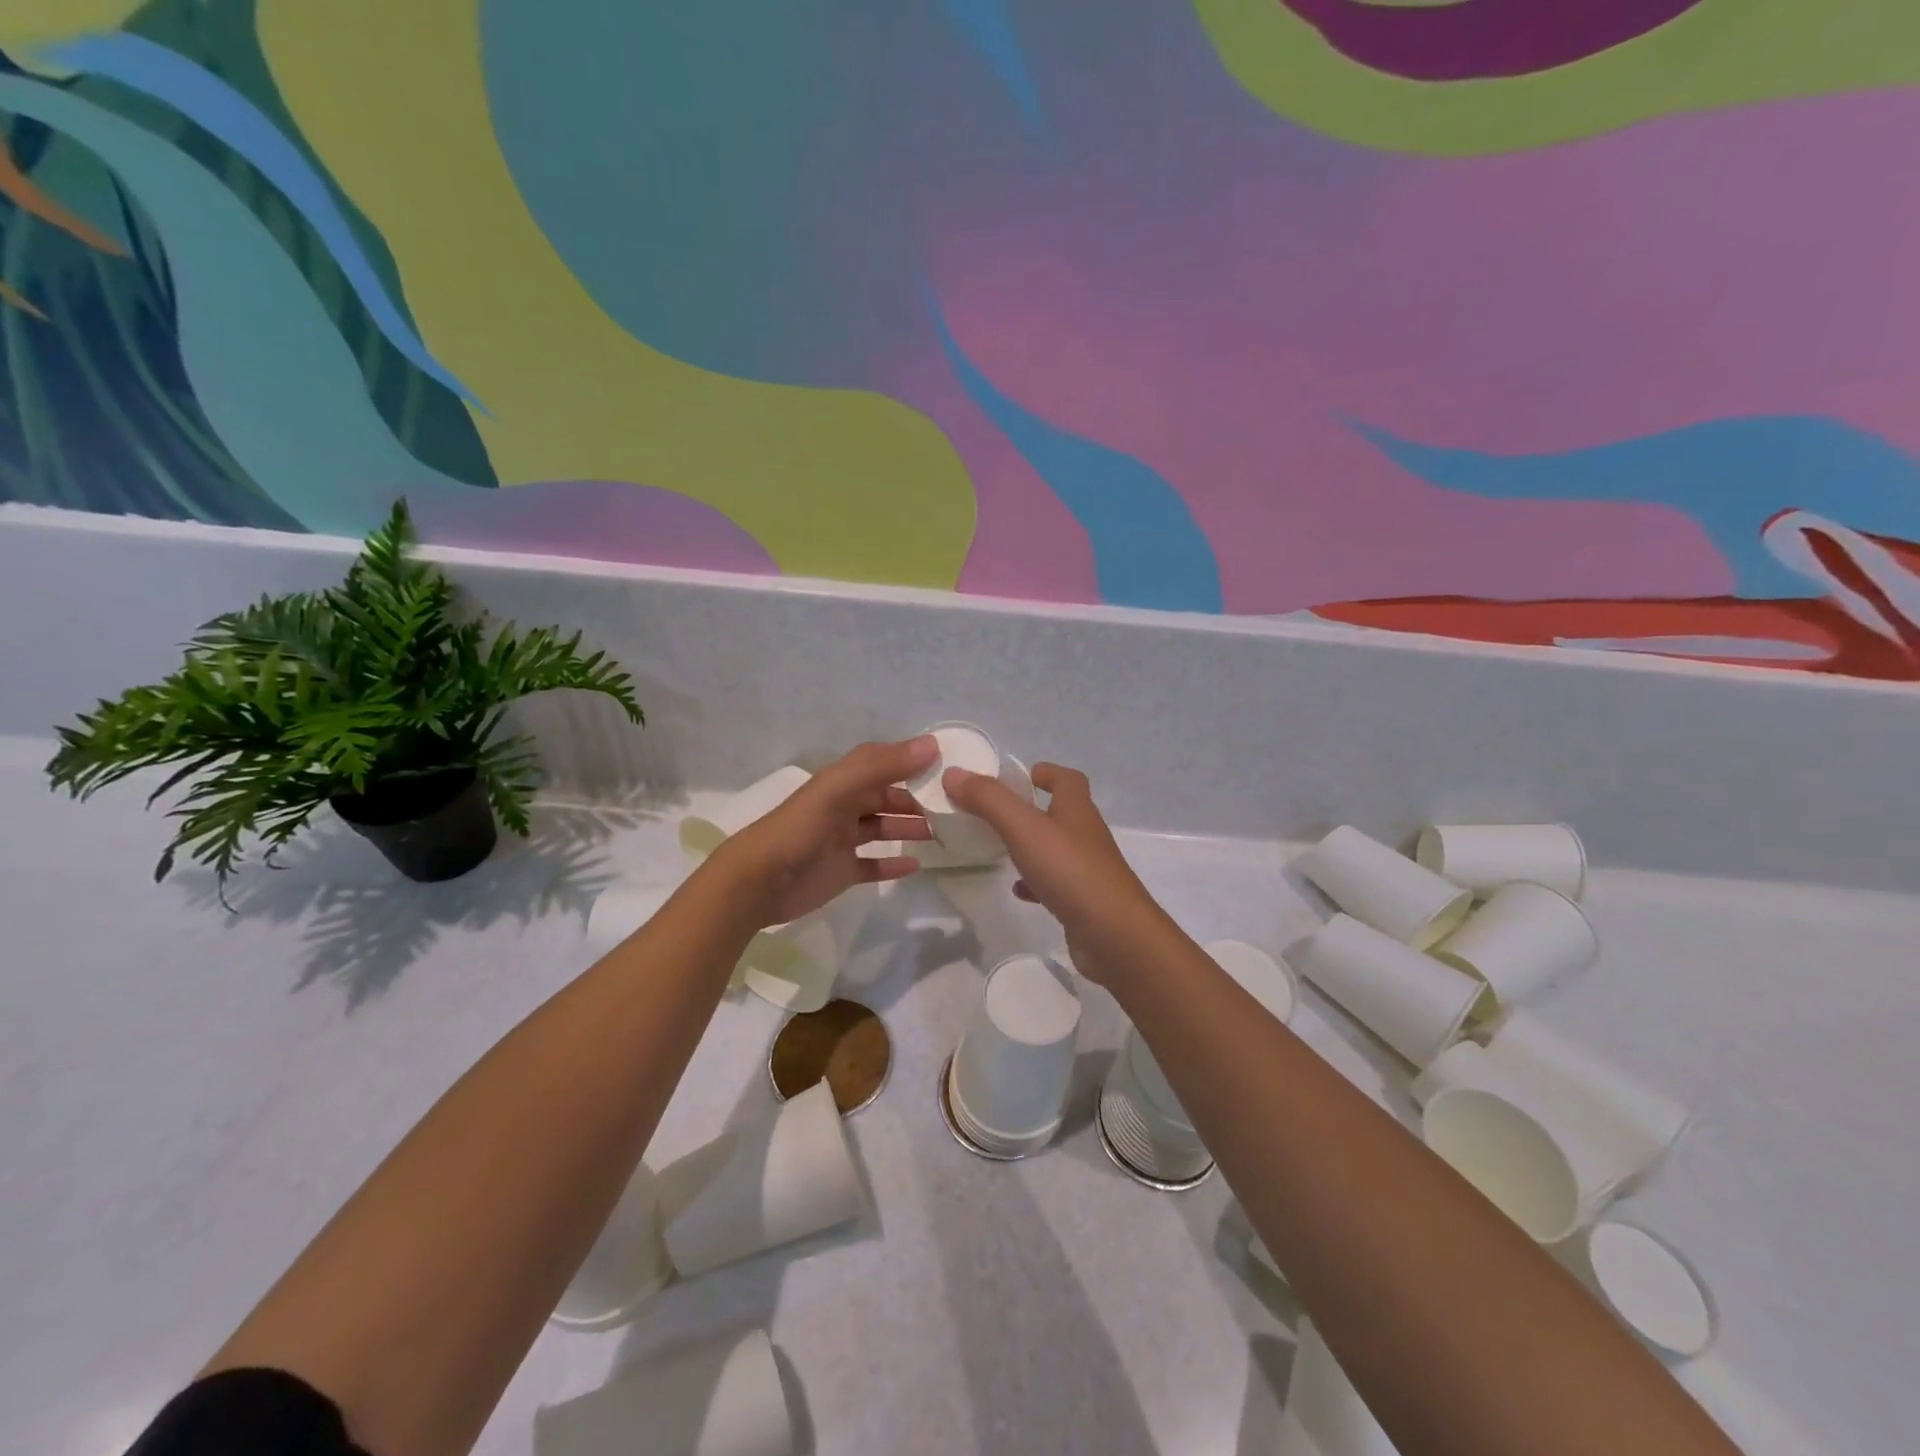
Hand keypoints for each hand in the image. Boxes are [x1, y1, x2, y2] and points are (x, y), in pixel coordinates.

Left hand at [710, 737, 937, 927]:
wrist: (757, 883)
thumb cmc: (799, 830)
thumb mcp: (838, 790)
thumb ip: (882, 766)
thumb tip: (932, 745)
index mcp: (842, 783)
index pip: (883, 764)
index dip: (911, 762)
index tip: (947, 768)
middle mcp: (844, 808)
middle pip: (887, 798)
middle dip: (917, 800)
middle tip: (953, 810)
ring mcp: (842, 842)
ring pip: (883, 829)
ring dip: (910, 828)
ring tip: (944, 835)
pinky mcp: (841, 872)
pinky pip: (873, 865)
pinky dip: (893, 864)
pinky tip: (917, 865)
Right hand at [943, 761, 1175, 981]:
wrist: (1114, 934)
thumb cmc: (1069, 870)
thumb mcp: (1023, 828)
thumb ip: (988, 800)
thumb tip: (954, 773)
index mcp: (1076, 809)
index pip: (1067, 778)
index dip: (1045, 772)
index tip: (1019, 777)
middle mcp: (1085, 834)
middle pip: (1061, 812)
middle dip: (1031, 808)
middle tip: (996, 813)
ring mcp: (1087, 869)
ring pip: (1056, 848)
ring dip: (1031, 845)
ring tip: (1000, 849)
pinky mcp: (1083, 900)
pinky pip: (1055, 883)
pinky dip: (1035, 882)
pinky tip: (1018, 891)